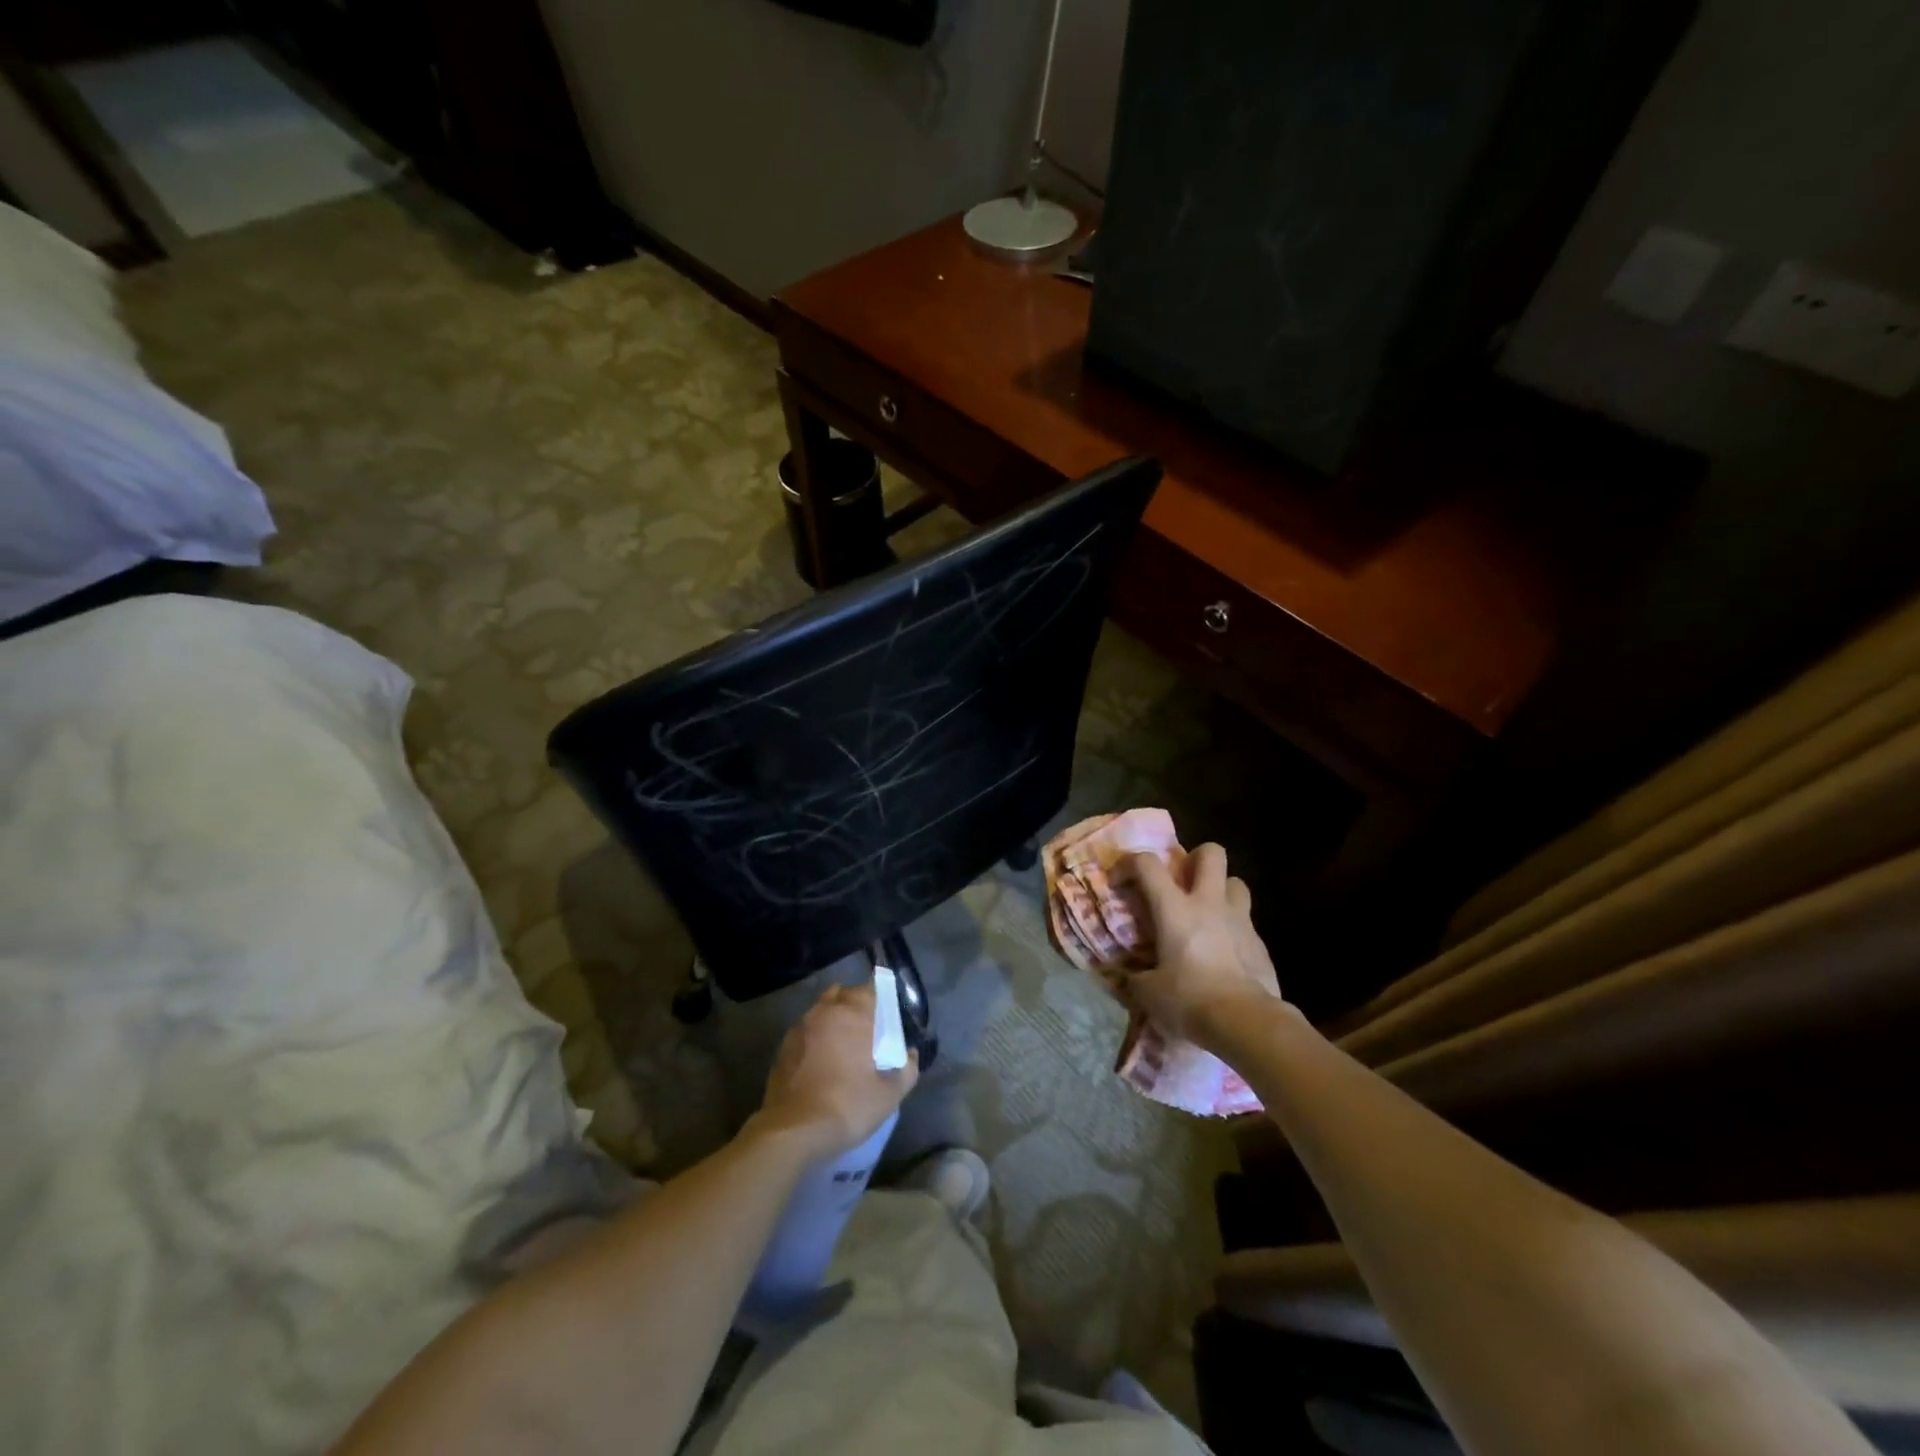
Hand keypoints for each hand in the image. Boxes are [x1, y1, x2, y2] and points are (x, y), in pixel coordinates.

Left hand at [753, 981, 918, 1160]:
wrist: (792, 1131)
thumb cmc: (847, 1106)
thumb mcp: (889, 1095)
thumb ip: (907, 1070)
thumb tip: (911, 1055)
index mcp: (852, 1014)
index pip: (869, 989)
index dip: (880, 999)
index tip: (887, 1016)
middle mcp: (825, 1012)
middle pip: (843, 994)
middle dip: (856, 1005)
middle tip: (867, 1029)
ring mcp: (800, 1028)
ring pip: (821, 1010)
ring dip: (833, 1019)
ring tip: (844, 1044)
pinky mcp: (783, 1047)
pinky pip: (806, 1031)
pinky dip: (816, 1037)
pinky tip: (822, 1060)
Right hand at [1114, 843, 1287, 1051]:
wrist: (1246, 1023)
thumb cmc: (1190, 999)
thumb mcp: (1149, 993)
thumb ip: (1135, 978)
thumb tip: (1127, 977)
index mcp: (1174, 909)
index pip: (1147, 864)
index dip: (1129, 864)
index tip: (1120, 883)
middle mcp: (1209, 904)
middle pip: (1211, 853)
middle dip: (1195, 858)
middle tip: (1182, 882)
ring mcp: (1240, 920)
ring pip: (1236, 882)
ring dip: (1221, 890)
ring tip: (1208, 913)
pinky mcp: (1260, 943)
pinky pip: (1247, 922)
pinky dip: (1234, 928)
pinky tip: (1226, 953)